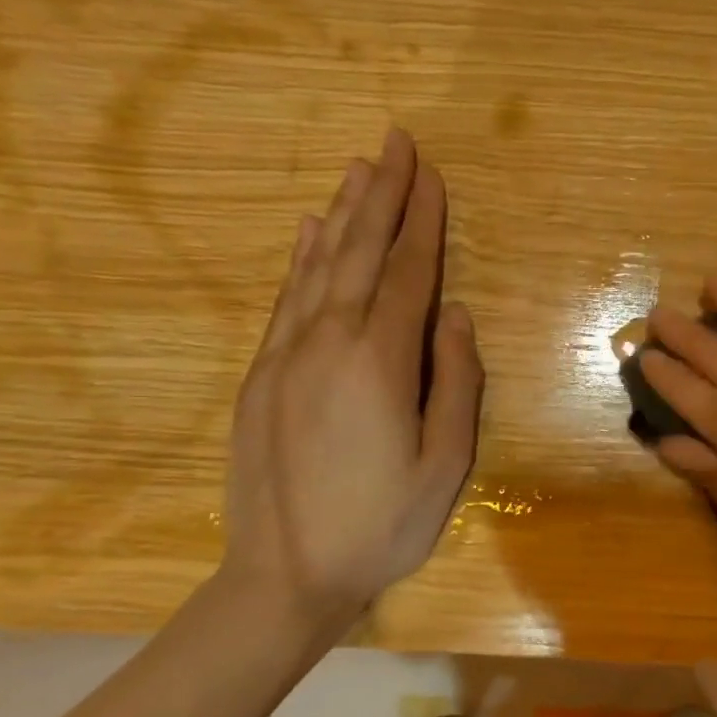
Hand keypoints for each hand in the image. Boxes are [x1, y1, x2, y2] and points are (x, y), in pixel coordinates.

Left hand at [220, 127, 482, 660]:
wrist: (284, 575)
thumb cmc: (380, 525)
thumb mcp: (445, 465)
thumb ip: (455, 383)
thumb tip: (455, 316)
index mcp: (379, 362)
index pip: (407, 274)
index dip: (423, 221)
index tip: (431, 173)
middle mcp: (327, 343)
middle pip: (359, 253)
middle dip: (382, 194)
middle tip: (396, 141)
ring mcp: (286, 355)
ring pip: (318, 266)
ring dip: (343, 213)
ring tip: (360, 168)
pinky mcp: (261, 374)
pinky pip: (286, 299)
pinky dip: (301, 258)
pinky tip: (310, 230)